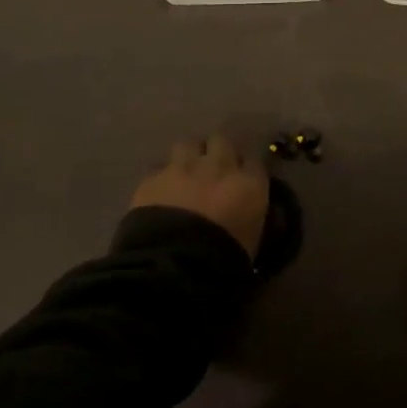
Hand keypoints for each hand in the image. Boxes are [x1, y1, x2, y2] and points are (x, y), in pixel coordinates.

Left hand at [130, 134, 269, 258]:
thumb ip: (250, 216)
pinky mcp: (153, 178)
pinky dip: (162, 179)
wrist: (174, 266)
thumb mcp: (251, 241)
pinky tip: (160, 192)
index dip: (245, 167)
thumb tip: (245, 211)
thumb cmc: (224, 262)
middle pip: (221, 141)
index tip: (242, 177)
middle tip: (212, 169)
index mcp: (248, 184)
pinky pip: (159, 169)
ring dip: (188, 156)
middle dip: (216, 151)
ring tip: (185, 174)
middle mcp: (218, 166)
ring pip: (188, 145)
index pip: (254, 160)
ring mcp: (183, 168)